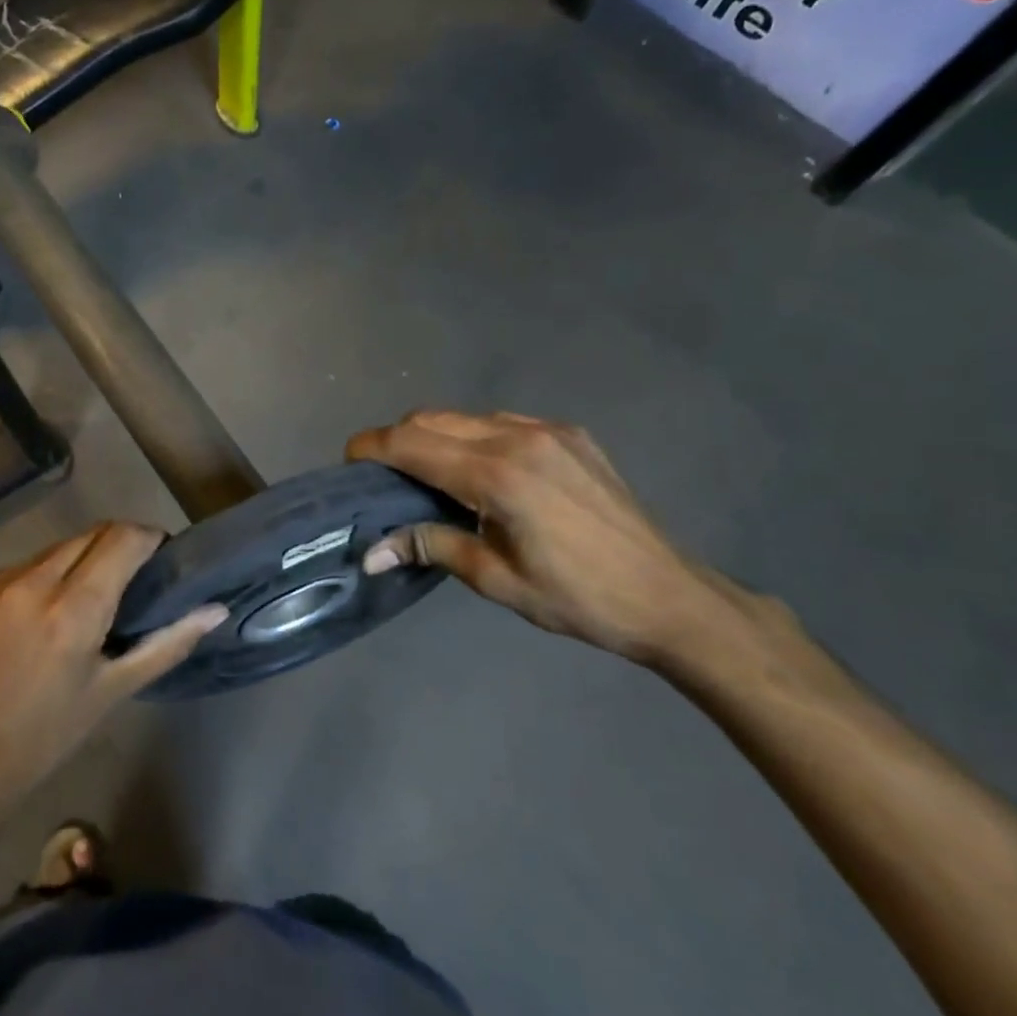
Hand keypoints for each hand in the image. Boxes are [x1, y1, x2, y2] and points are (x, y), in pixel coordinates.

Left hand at [0, 523, 225, 809]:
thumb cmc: (49, 735)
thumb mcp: (114, 690)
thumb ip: (168, 642)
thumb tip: (216, 610)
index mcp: (72, 610)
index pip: (123, 538)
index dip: (149, 539)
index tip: (161, 557)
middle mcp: (32, 581)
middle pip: (93, 535)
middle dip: (117, 548)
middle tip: (129, 583)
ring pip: (58, 548)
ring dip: (80, 562)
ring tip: (82, 603)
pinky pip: (24, 564)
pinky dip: (42, 578)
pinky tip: (38, 616)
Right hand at [347, 412, 783, 667]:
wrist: (668, 595)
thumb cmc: (578, 598)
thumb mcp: (496, 579)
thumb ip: (431, 547)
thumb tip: (372, 553)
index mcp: (497, 475)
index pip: (412, 444)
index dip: (371, 447)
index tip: (348, 462)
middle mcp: (518, 437)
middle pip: (432, 419)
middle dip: (397, 440)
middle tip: (384, 477)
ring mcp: (548, 430)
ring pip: (465, 417)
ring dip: (435, 437)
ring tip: (429, 476)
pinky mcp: (569, 434)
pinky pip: (501, 422)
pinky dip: (473, 437)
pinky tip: (480, 472)